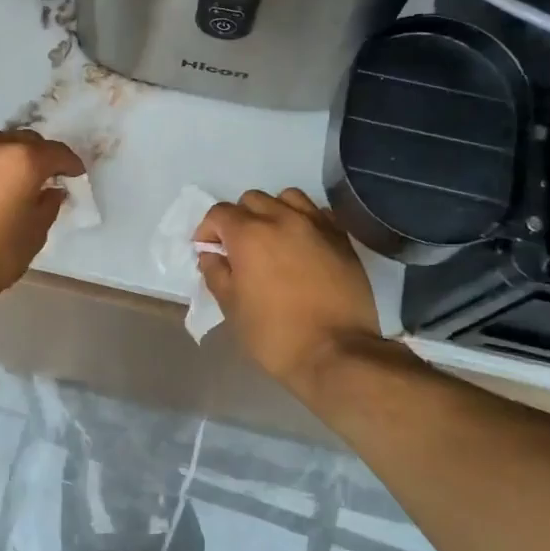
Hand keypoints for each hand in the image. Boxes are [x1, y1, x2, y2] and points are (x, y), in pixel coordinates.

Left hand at [0, 131, 85, 297]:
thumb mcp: (34, 235)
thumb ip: (48, 206)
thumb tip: (51, 191)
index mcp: (23, 160)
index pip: (56, 152)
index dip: (70, 163)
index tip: (75, 175)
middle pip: (26, 140)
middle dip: (40, 155)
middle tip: (46, 177)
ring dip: (11, 155)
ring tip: (14, 180)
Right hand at [195, 189, 393, 394]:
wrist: (336, 353)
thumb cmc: (275, 334)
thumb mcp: (232, 308)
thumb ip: (216, 273)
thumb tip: (211, 254)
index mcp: (249, 235)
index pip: (219, 213)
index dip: (208, 230)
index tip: (208, 251)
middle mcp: (282, 219)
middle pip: (252, 200)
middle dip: (239, 218)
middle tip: (239, 248)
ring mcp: (316, 225)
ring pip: (287, 198)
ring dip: (273, 212)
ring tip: (273, 238)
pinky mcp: (341, 238)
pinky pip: (318, 213)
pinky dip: (305, 220)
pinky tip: (302, 244)